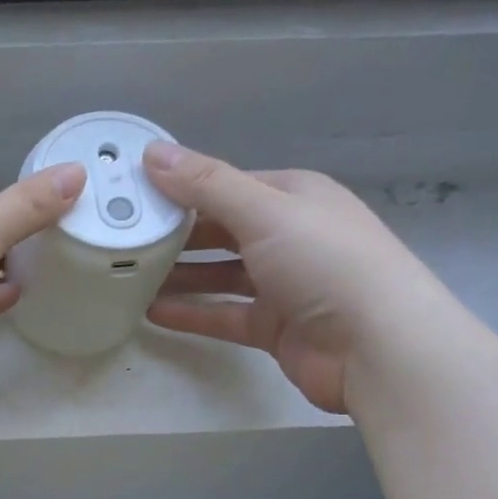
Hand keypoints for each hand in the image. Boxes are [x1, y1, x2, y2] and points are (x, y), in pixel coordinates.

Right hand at [141, 142, 445, 413]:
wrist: (374, 345)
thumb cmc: (324, 262)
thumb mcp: (264, 211)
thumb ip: (206, 185)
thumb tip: (151, 152)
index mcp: (293, 196)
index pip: (227, 185)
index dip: (181, 189)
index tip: (132, 197)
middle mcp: (288, 235)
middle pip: (221, 231)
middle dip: (175, 234)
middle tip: (123, 240)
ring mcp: (281, 284)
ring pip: (219, 275)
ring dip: (179, 276)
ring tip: (129, 278)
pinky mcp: (273, 326)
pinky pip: (223, 314)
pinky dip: (192, 312)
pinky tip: (153, 314)